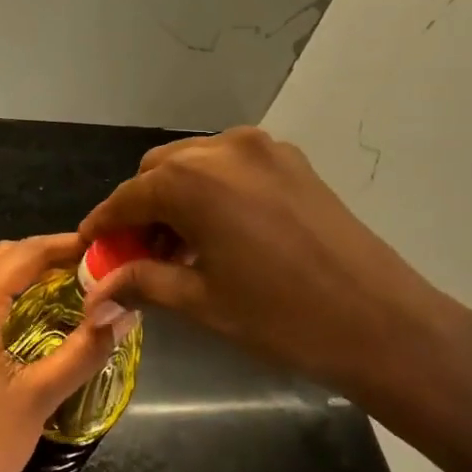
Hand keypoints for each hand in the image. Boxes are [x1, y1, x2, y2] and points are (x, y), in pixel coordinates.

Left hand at [0, 235, 122, 471]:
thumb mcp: (38, 398)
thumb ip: (84, 348)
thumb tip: (126, 311)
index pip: (24, 254)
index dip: (66, 247)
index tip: (102, 250)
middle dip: (44, 258)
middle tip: (89, 272)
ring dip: (19, 274)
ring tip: (64, 289)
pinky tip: (23, 314)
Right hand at [79, 128, 471, 439]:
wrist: (382, 321)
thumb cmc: (281, 317)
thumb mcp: (201, 302)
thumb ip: (141, 283)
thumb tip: (95, 292)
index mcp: (192, 181)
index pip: (127, 197)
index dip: (103, 225)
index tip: (89, 250)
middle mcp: (223, 149)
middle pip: (158, 171)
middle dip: (140, 210)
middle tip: (138, 257)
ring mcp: (263, 149)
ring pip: (195, 164)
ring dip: (175, 198)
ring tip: (179, 250)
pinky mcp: (292, 161)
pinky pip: (231, 167)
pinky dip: (211, 192)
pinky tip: (218, 234)